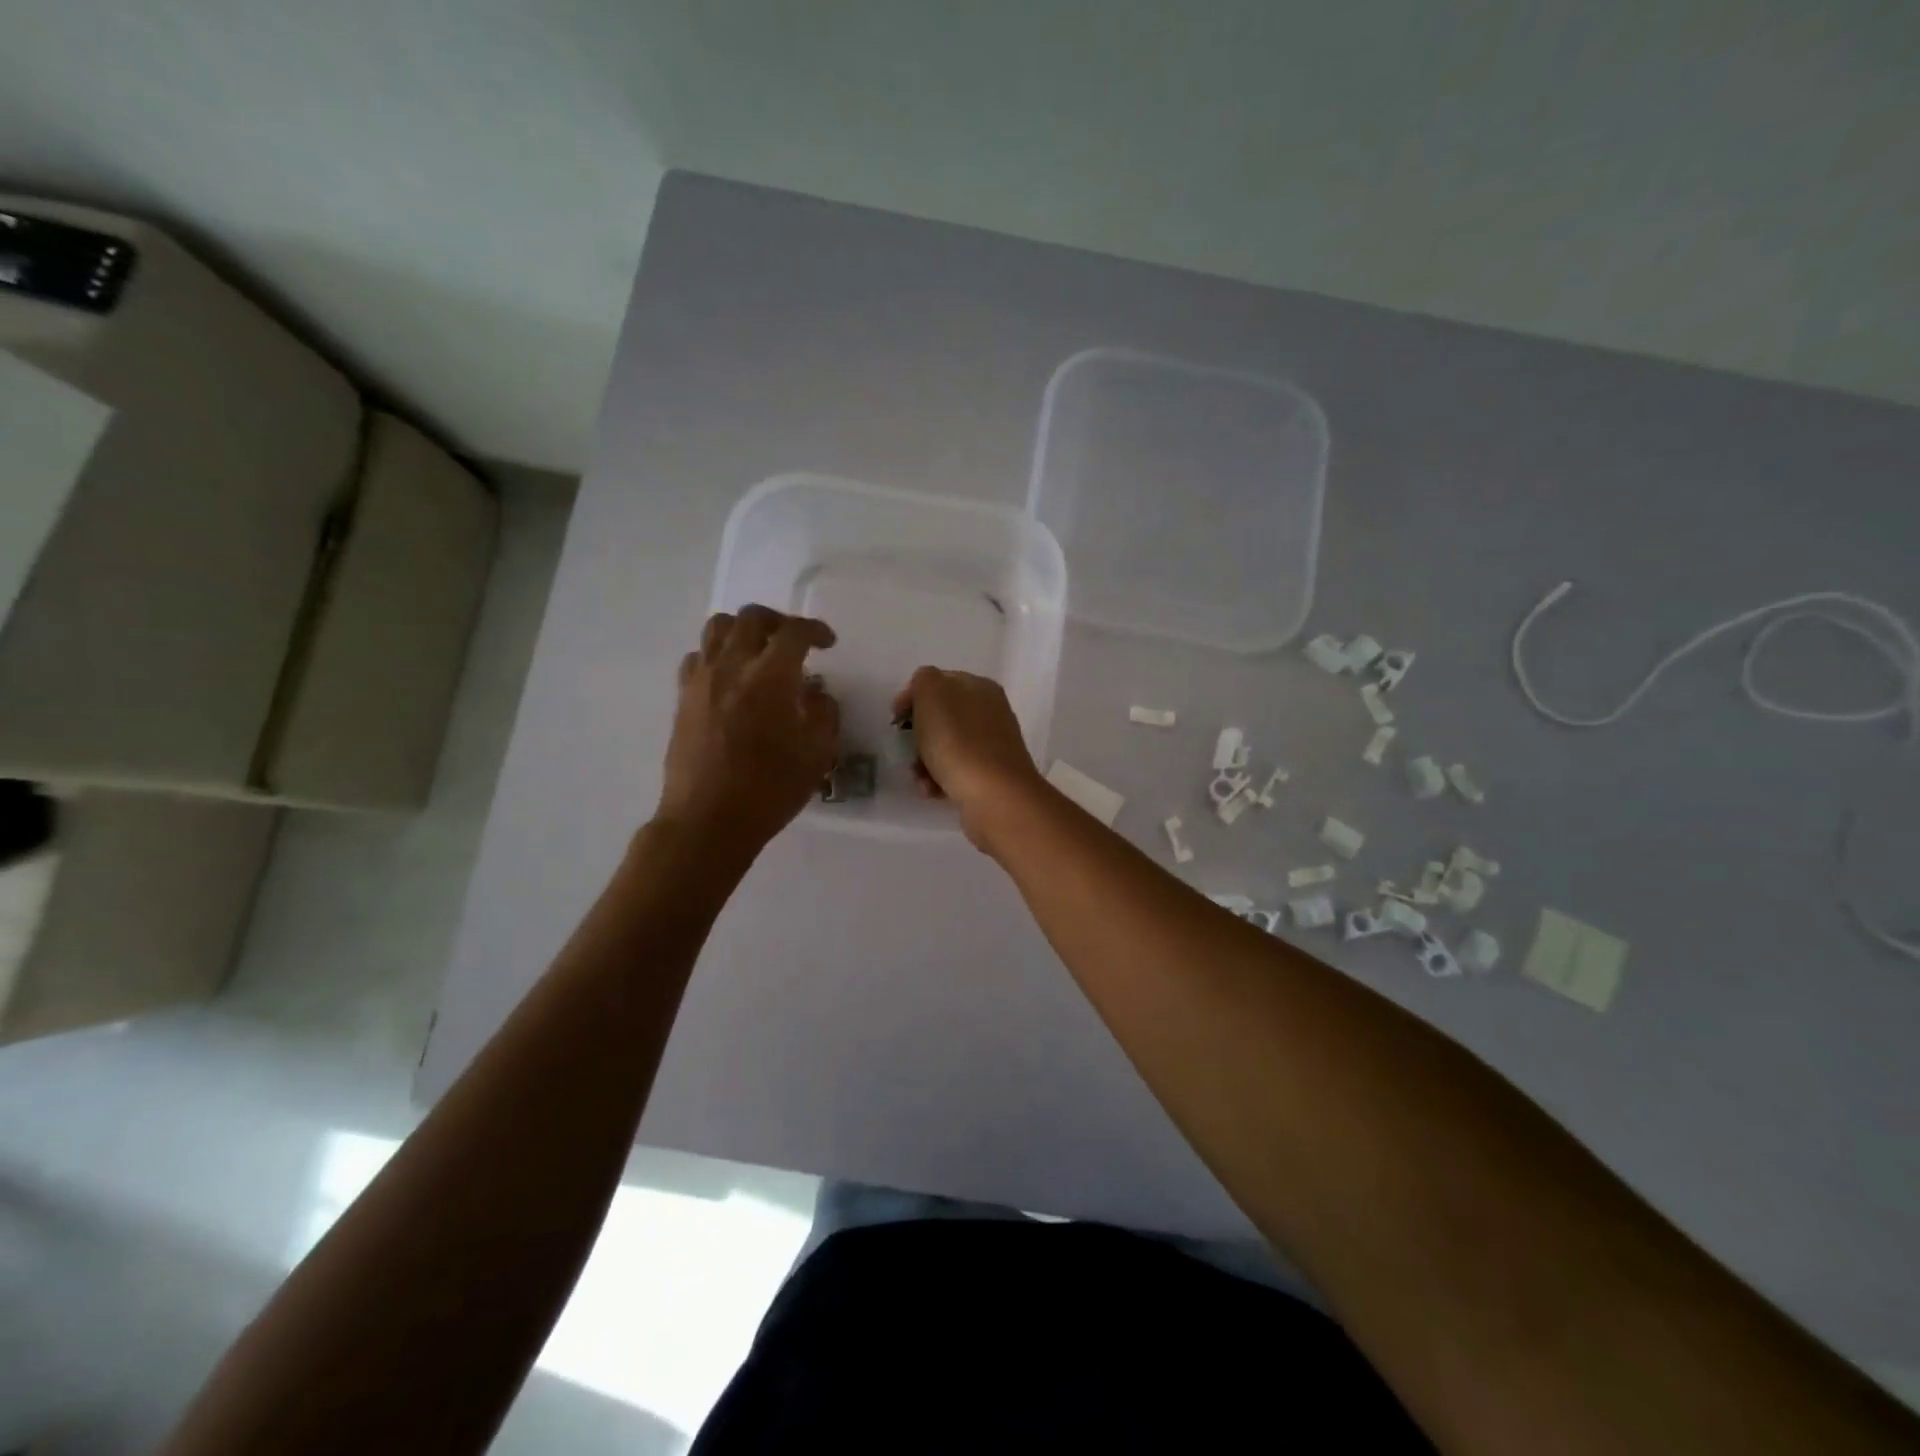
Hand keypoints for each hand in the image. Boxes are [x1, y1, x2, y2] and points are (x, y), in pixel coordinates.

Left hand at [658, 606, 840, 854]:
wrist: (707, 820)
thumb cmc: (769, 789)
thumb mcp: (816, 755)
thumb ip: (824, 714)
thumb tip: (816, 693)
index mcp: (770, 677)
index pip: (794, 632)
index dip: (815, 630)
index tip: (828, 642)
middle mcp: (732, 666)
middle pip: (752, 617)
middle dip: (779, 621)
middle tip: (794, 641)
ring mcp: (702, 680)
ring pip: (717, 627)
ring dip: (744, 630)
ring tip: (759, 651)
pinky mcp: (683, 698)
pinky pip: (698, 657)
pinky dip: (718, 655)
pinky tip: (731, 678)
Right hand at [892, 667, 1045, 851]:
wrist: (994, 796)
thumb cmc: (958, 741)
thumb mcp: (932, 694)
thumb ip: (923, 681)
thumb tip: (922, 694)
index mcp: (980, 688)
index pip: (939, 682)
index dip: (913, 697)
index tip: (896, 719)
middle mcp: (990, 714)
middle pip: (941, 718)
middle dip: (917, 735)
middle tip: (906, 748)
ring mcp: (992, 747)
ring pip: (945, 747)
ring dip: (923, 762)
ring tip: (919, 777)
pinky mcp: (989, 778)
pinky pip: (954, 773)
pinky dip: (938, 781)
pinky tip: (931, 791)